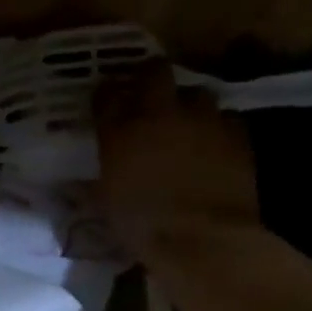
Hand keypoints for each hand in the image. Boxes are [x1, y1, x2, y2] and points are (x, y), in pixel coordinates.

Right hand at [95, 63, 259, 261]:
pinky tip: (213, 144)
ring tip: (185, 122)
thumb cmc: (142, 225)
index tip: (106, 100)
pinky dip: (216, 127)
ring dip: (188, 103)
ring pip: (196, 92)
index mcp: (120, 132)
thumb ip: (95, 184)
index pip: (106, 95)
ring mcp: (202, 120)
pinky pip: (225, 118)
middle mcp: (160, 114)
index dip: (106, 94)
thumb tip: (75, 186)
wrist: (203, 238)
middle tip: (147, 92)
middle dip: (149, 77)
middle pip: (154, 72)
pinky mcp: (237, 133)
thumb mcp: (106, 205)